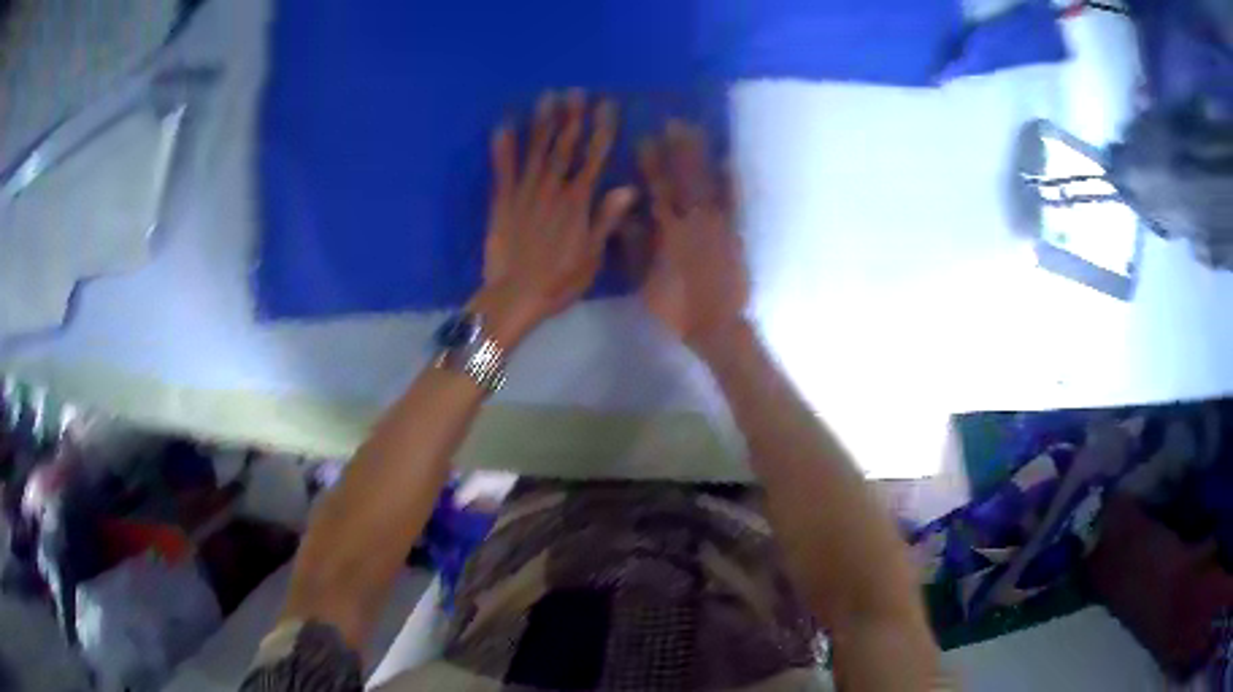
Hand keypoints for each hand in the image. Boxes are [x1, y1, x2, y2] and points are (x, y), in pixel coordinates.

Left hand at [478, 90, 637, 343]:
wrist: (515, 296)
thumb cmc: (559, 281)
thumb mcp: (592, 256)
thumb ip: (606, 219)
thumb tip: (629, 187)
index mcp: (577, 203)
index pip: (594, 159)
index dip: (602, 131)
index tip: (607, 106)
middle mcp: (552, 190)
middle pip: (564, 148)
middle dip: (571, 118)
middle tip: (575, 91)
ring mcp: (524, 193)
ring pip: (535, 151)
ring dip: (542, 123)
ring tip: (547, 97)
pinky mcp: (501, 202)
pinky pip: (502, 170)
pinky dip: (503, 147)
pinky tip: (503, 125)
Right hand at [637, 121, 749, 349]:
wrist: (717, 325)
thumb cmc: (675, 307)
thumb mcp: (644, 281)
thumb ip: (635, 246)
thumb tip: (626, 214)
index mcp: (668, 232)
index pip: (657, 190)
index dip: (652, 164)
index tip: (646, 139)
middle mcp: (693, 221)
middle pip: (685, 179)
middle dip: (679, 149)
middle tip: (675, 122)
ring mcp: (718, 225)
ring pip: (708, 183)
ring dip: (702, 156)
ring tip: (697, 131)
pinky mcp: (735, 233)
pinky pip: (733, 201)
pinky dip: (731, 181)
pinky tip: (728, 161)